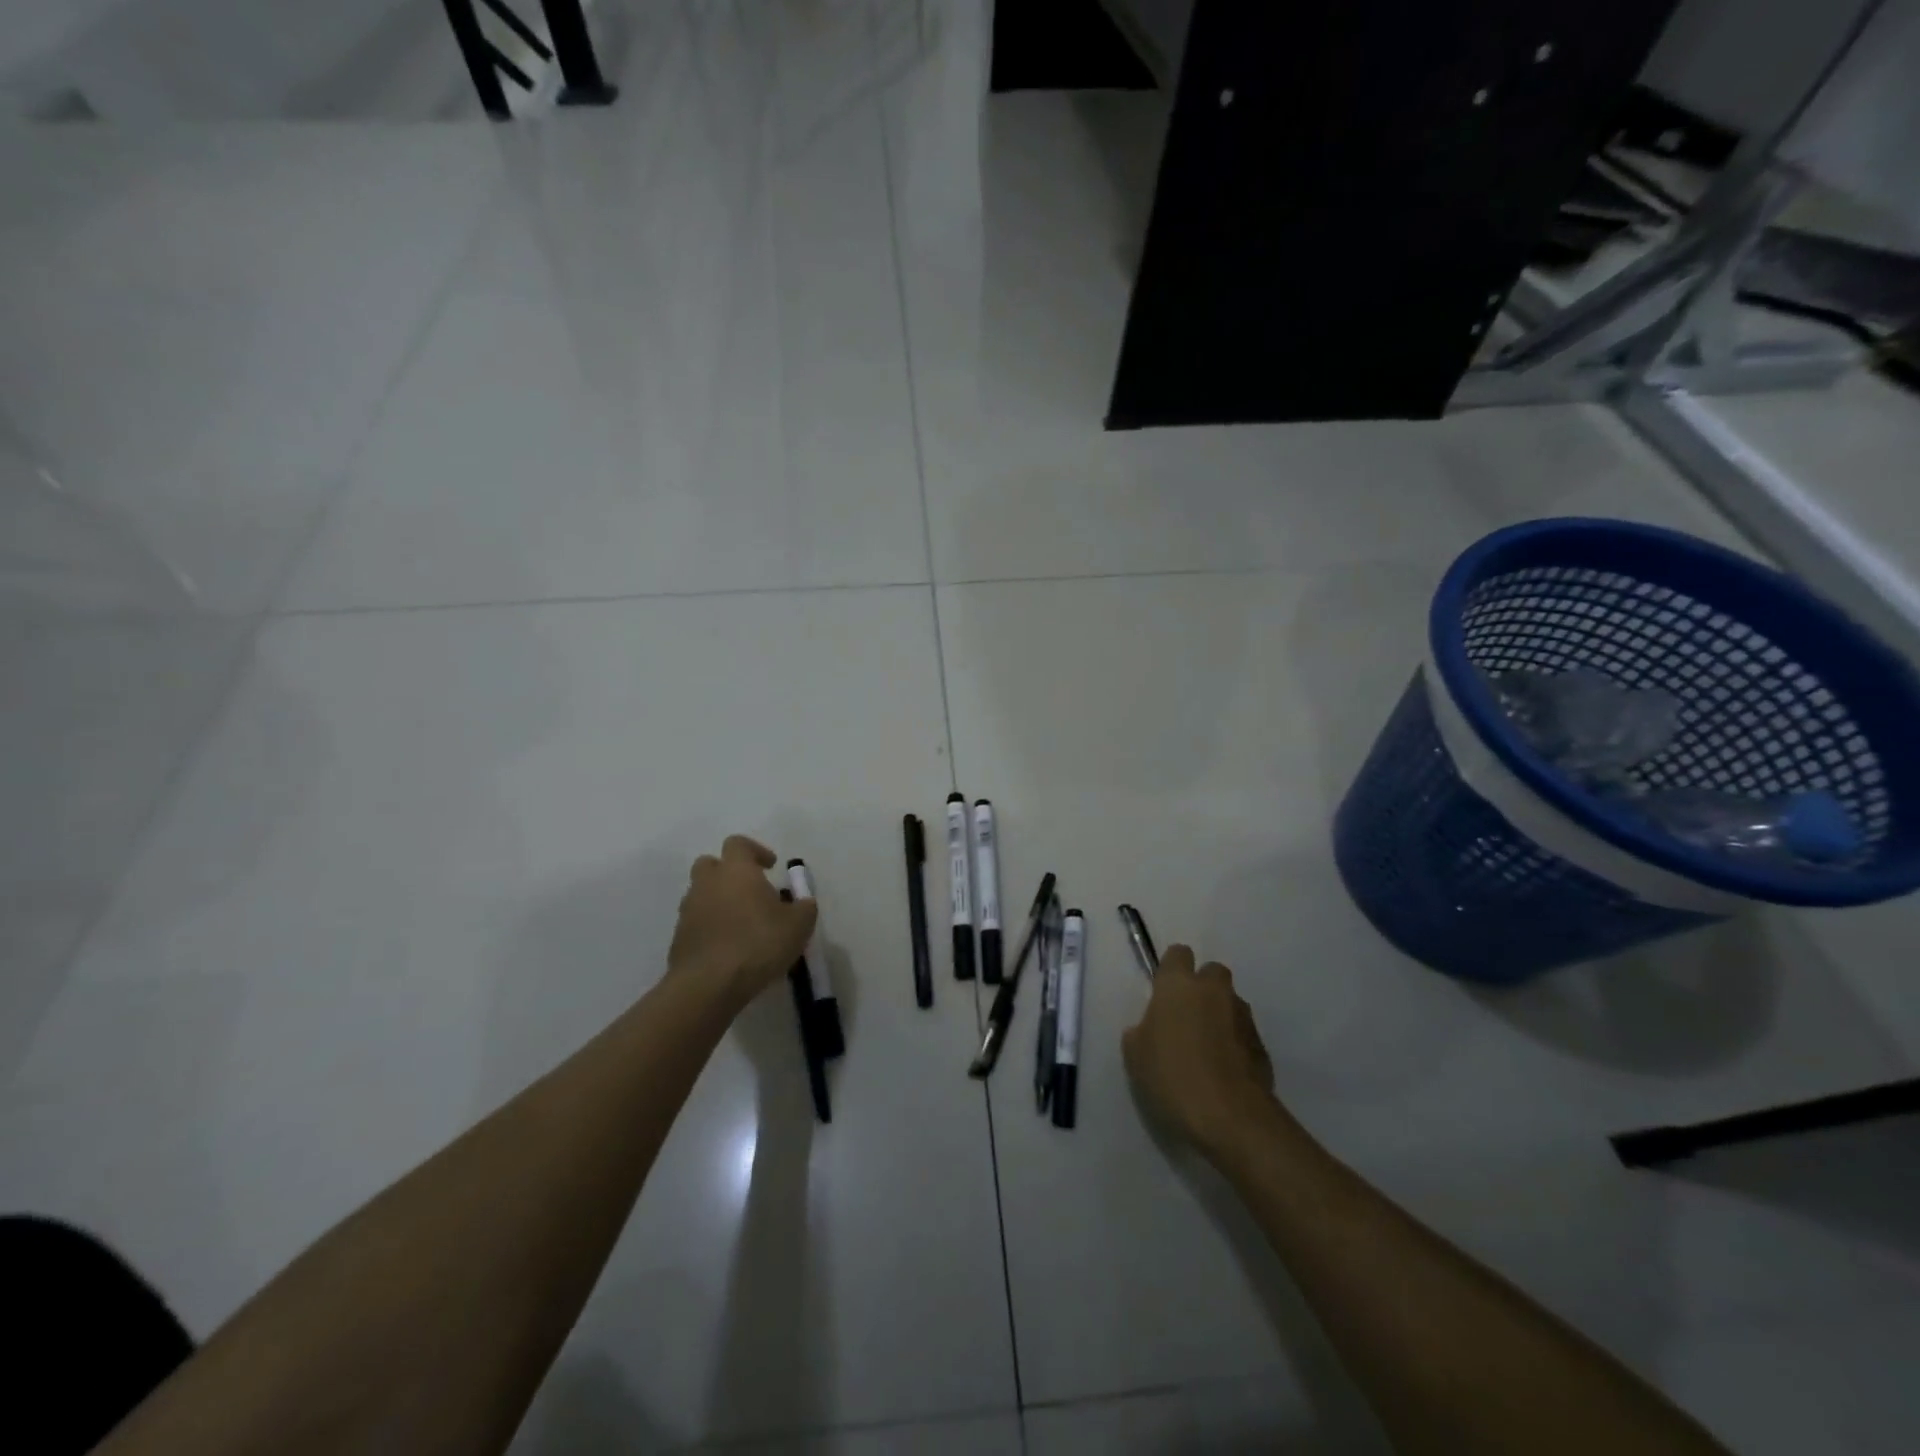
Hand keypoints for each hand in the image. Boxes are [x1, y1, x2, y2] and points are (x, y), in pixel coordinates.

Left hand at [668, 836, 816, 1009]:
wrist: (709, 985)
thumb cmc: (758, 943)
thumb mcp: (799, 925)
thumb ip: (804, 907)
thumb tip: (802, 902)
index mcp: (736, 870)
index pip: (738, 844)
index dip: (756, 851)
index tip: (771, 866)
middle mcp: (707, 883)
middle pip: (711, 864)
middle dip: (729, 872)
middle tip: (750, 891)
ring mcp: (688, 910)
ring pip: (701, 894)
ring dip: (719, 901)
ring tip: (742, 924)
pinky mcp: (678, 938)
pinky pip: (696, 923)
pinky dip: (710, 927)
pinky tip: (728, 948)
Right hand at [1122, 946, 1280, 1159]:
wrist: (1232, 1118)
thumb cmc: (1173, 1078)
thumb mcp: (1135, 1056)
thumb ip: (1141, 1031)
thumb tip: (1150, 1028)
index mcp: (1178, 985)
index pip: (1177, 954)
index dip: (1170, 970)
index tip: (1163, 993)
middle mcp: (1213, 991)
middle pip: (1211, 972)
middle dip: (1202, 987)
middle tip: (1186, 1018)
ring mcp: (1242, 1016)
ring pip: (1230, 1002)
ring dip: (1220, 1015)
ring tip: (1207, 1049)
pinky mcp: (1262, 1044)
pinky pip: (1243, 1032)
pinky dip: (1235, 1043)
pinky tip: (1224, 1070)